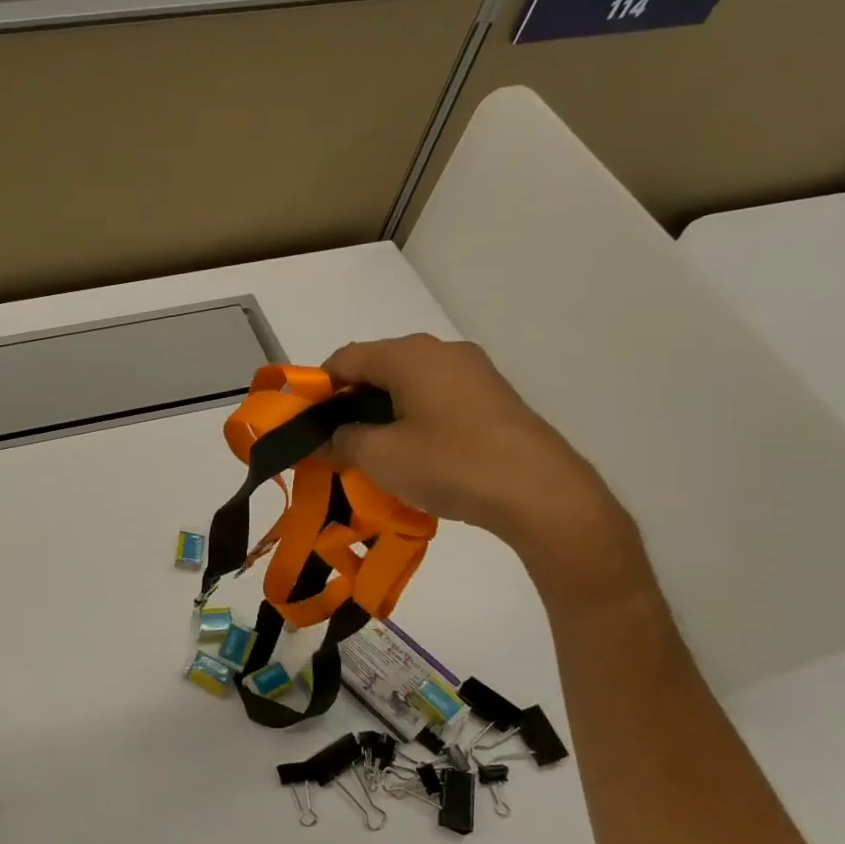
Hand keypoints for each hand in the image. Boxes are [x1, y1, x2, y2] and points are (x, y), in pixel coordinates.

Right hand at [323, 336, 640, 591]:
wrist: (540, 492)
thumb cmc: (449, 464)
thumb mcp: (379, 456)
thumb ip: (340, 440)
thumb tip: (321, 439)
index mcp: (409, 354)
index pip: (344, 359)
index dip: (317, 390)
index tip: (305, 426)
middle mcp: (441, 351)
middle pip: (377, 368)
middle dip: (349, 404)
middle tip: (334, 444)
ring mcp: (473, 372)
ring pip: (407, 384)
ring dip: (381, 413)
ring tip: (371, 454)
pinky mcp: (493, 396)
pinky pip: (436, 398)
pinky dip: (413, 419)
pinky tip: (413, 455)